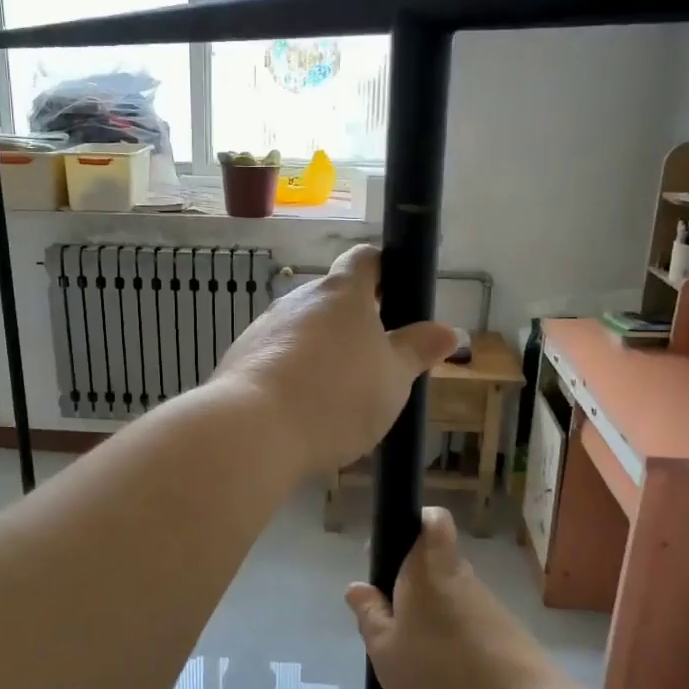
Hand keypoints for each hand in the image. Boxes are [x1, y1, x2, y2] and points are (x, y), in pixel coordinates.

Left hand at [212, 244, 457, 476]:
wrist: (254, 429)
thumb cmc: (337, 395)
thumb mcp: (393, 378)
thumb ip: (417, 351)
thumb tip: (447, 331)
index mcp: (341, 293)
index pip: (364, 259)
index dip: (384, 268)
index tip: (397, 291)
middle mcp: (298, 299)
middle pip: (331, 300)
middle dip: (353, 324)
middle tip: (375, 361)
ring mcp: (264, 327)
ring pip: (302, 331)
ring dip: (321, 352)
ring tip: (338, 395)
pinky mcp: (240, 358)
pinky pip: (276, 358)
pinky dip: (293, 374)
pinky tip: (302, 410)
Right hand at [345, 508, 566, 688]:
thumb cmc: (441, 675)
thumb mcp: (385, 650)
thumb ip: (369, 616)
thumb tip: (358, 588)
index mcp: (428, 570)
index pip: (432, 521)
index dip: (413, 526)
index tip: (391, 557)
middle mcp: (460, 583)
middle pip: (429, 579)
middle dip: (404, 610)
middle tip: (383, 643)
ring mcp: (486, 617)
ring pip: (441, 624)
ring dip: (419, 654)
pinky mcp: (504, 650)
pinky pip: (461, 654)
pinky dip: (441, 679)